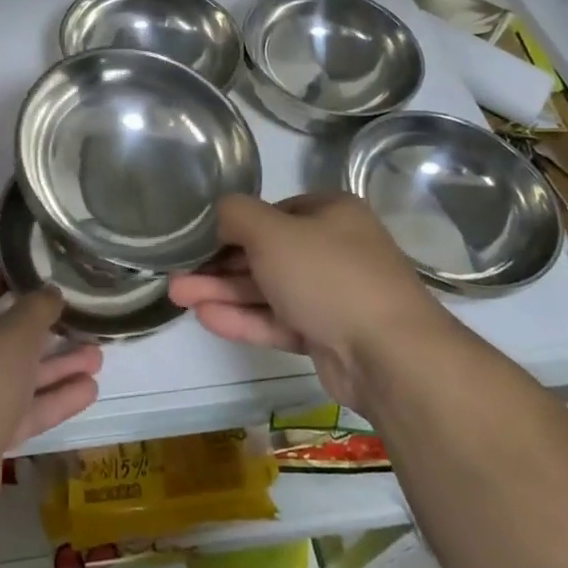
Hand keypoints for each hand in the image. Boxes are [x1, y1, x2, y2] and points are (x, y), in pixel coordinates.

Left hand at [0, 271, 101, 522]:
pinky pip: (22, 409)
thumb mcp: (13, 334)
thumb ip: (37, 309)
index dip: (8, 279)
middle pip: (4, 336)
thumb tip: (49, 292)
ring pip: (18, 375)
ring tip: (98, 357)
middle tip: (81, 320)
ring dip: (56, 366)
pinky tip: (89, 391)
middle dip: (45, 331)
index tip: (40, 274)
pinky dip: (52, 399)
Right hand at [168, 193, 448, 409]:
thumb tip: (218, 212)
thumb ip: (236, 215)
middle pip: (266, 253)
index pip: (274, 212)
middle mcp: (335, 249)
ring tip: (177, 296)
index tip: (199, 239)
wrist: (390, 355)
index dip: (234, 225)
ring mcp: (333, 296)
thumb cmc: (328, 275)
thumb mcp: (272, 232)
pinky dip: (245, 318)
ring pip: (269, 289)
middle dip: (219, 264)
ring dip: (224, 291)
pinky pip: (279, 320)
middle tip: (177, 272)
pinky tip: (206, 317)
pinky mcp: (328, 336)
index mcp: (332, 213)